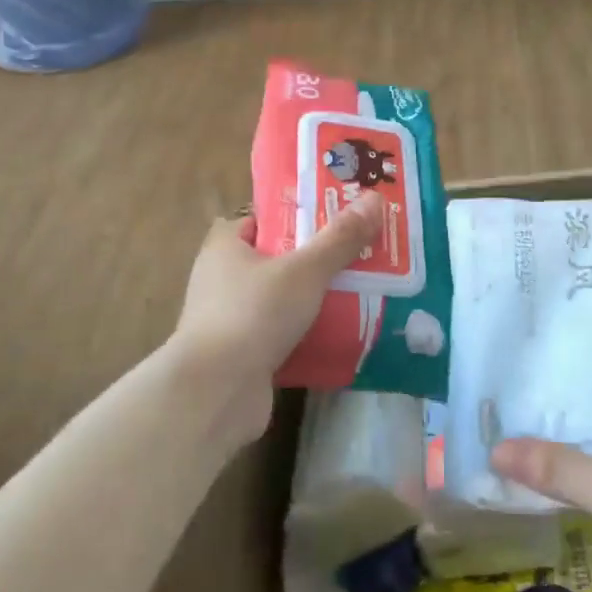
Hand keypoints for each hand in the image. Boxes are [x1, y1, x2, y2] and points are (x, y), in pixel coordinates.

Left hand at [166, 193, 384, 443]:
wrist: (216, 393)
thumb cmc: (254, 314)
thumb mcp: (305, 270)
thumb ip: (340, 238)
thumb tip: (375, 199)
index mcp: (226, 246)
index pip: (264, 218)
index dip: (298, 214)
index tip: (336, 216)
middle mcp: (222, 279)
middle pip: (278, 258)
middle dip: (316, 258)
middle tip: (360, 253)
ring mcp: (231, 320)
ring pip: (282, 299)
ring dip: (315, 298)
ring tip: (361, 291)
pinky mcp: (242, 355)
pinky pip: (282, 334)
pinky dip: (307, 334)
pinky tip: (342, 333)